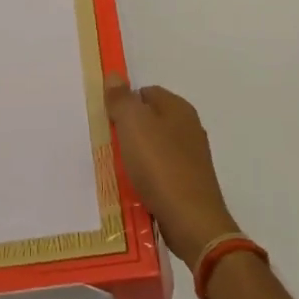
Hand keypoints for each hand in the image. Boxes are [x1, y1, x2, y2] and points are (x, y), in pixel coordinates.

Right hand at [106, 78, 241, 270]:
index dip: (125, 102)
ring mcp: (192, 157)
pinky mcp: (190, 184)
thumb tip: (114, 76)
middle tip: (108, 143)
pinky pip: (161, 172)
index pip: (146, 92)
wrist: (191, 222)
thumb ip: (121, 99)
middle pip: (151, 119)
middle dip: (129, 129)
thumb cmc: (160, 165)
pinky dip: (147, 176)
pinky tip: (135, 188)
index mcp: (179, 108)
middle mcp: (189, 128)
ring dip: (136, 155)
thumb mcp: (133, 124)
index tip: (106, 119)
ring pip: (155, 147)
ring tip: (117, 168)